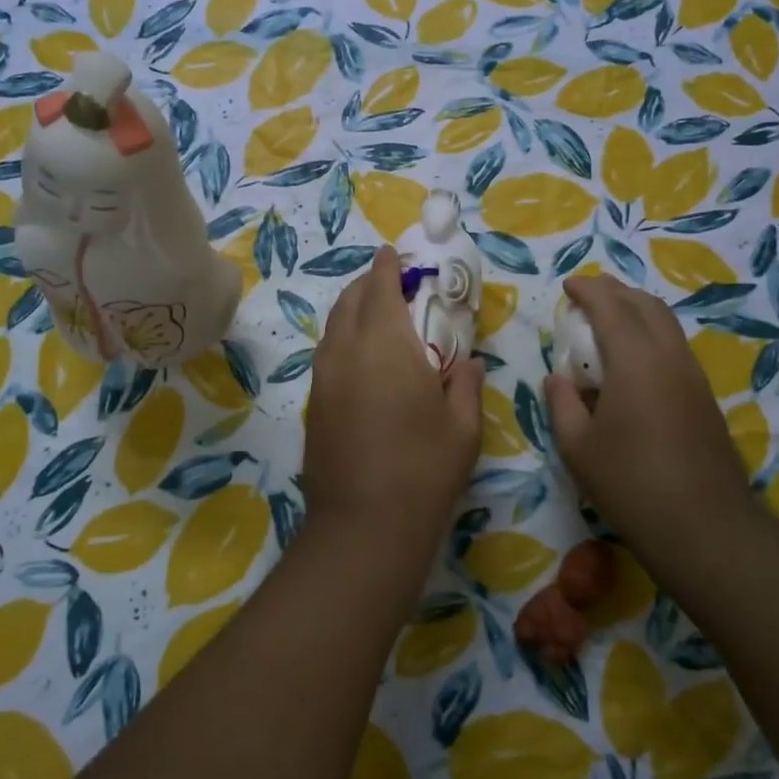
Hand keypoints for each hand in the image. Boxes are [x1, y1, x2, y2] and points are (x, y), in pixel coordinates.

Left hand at [302, 247, 483, 609]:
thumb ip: (465, 383)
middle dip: (369, 284)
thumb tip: (465, 362)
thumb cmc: (424, 469)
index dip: (387, 266)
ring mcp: (323, 378)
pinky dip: (343, 341)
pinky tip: (362, 360)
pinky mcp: (313, 404)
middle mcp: (346, 351)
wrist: (363, 525)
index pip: (380, 287)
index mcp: (386, 344)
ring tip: (377, 317)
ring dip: (353, 311)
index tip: (394, 254)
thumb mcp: (463, 426)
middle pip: (350, 301)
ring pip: (333, 327)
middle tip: (392, 284)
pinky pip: (327, 354)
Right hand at [544, 274, 752, 563]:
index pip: (611, 306)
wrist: (702, 525)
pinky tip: (633, 360)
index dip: (587, 290)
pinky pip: (674, 347)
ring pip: (666, 324)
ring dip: (636, 311)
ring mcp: (693, 376)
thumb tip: (558, 378)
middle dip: (615, 291)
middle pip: (646, 305)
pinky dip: (650, 335)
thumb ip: (563, 403)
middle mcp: (669, 357)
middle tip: (588, 294)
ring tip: (609, 320)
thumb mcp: (577, 446)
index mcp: (635, 361)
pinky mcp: (704, 397)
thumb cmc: (629, 483)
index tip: (567, 286)